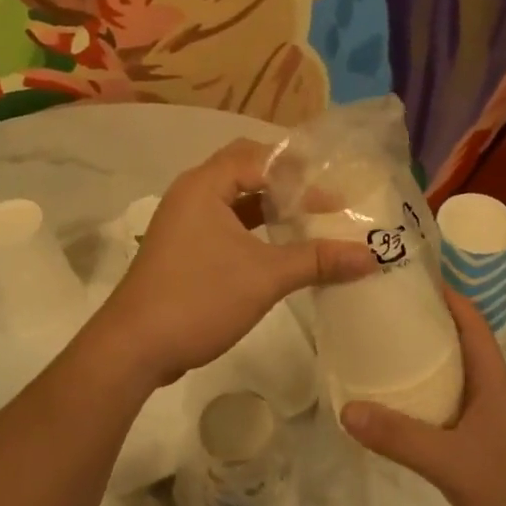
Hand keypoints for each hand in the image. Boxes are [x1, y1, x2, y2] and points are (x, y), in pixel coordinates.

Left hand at [86, 139, 376, 389]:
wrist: (134, 348)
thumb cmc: (198, 298)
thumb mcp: (265, 277)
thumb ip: (317, 260)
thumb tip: (371, 256)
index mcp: (204, 185)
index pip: (259, 157)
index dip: (300, 172)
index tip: (335, 192)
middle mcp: (191, 194)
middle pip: (245, 170)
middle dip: (285, 182)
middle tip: (323, 197)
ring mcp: (184, 222)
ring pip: (234, 199)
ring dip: (269, 206)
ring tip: (308, 218)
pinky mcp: (183, 248)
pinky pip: (225, 223)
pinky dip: (253, 228)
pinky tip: (279, 247)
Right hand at [341, 290, 505, 505]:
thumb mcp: (452, 461)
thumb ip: (400, 436)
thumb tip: (346, 409)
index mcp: (491, 380)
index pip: (471, 321)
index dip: (445, 295)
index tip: (407, 278)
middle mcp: (486, 393)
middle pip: (454, 345)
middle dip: (421, 326)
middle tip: (376, 313)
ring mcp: (482, 423)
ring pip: (444, 380)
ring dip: (416, 365)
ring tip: (373, 352)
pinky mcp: (474, 451)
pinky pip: (438, 414)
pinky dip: (414, 404)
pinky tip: (387, 411)